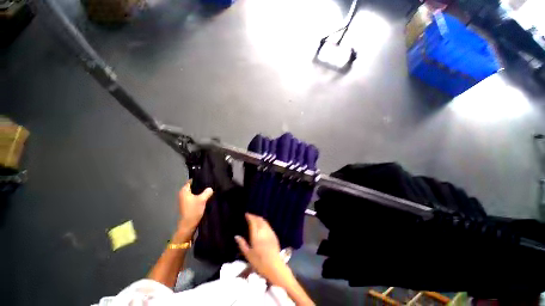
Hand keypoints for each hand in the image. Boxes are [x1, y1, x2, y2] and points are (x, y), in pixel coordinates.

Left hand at [177, 180, 212, 230]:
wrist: (188, 225)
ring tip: (210, 189)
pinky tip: (206, 196)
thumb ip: (207, 192)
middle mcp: (183, 194)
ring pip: (195, 192)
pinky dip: (200, 196)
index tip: (207, 178)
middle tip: (210, 183)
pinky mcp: (188, 204)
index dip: (199, 179)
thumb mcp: (202, 199)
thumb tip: (210, 188)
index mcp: (184, 191)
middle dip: (201, 185)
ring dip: (201, 191)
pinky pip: (195, 197)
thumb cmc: (193, 210)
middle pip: (193, 186)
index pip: (191, 181)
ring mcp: (185, 200)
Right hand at [235, 213, 288, 283]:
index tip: (246, 214)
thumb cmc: (259, 262)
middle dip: (254, 216)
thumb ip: (242, 244)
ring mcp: (270, 232)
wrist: (274, 266)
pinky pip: (268, 225)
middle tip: (250, 216)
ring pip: (264, 222)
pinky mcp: (274, 235)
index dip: (250, 216)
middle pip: (259, 220)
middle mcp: (263, 231)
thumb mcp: (248, 255)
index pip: (253, 222)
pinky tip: (262, 225)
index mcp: (256, 235)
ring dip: (259, 218)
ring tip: (255, 219)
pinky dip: (264, 222)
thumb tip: (236, 236)